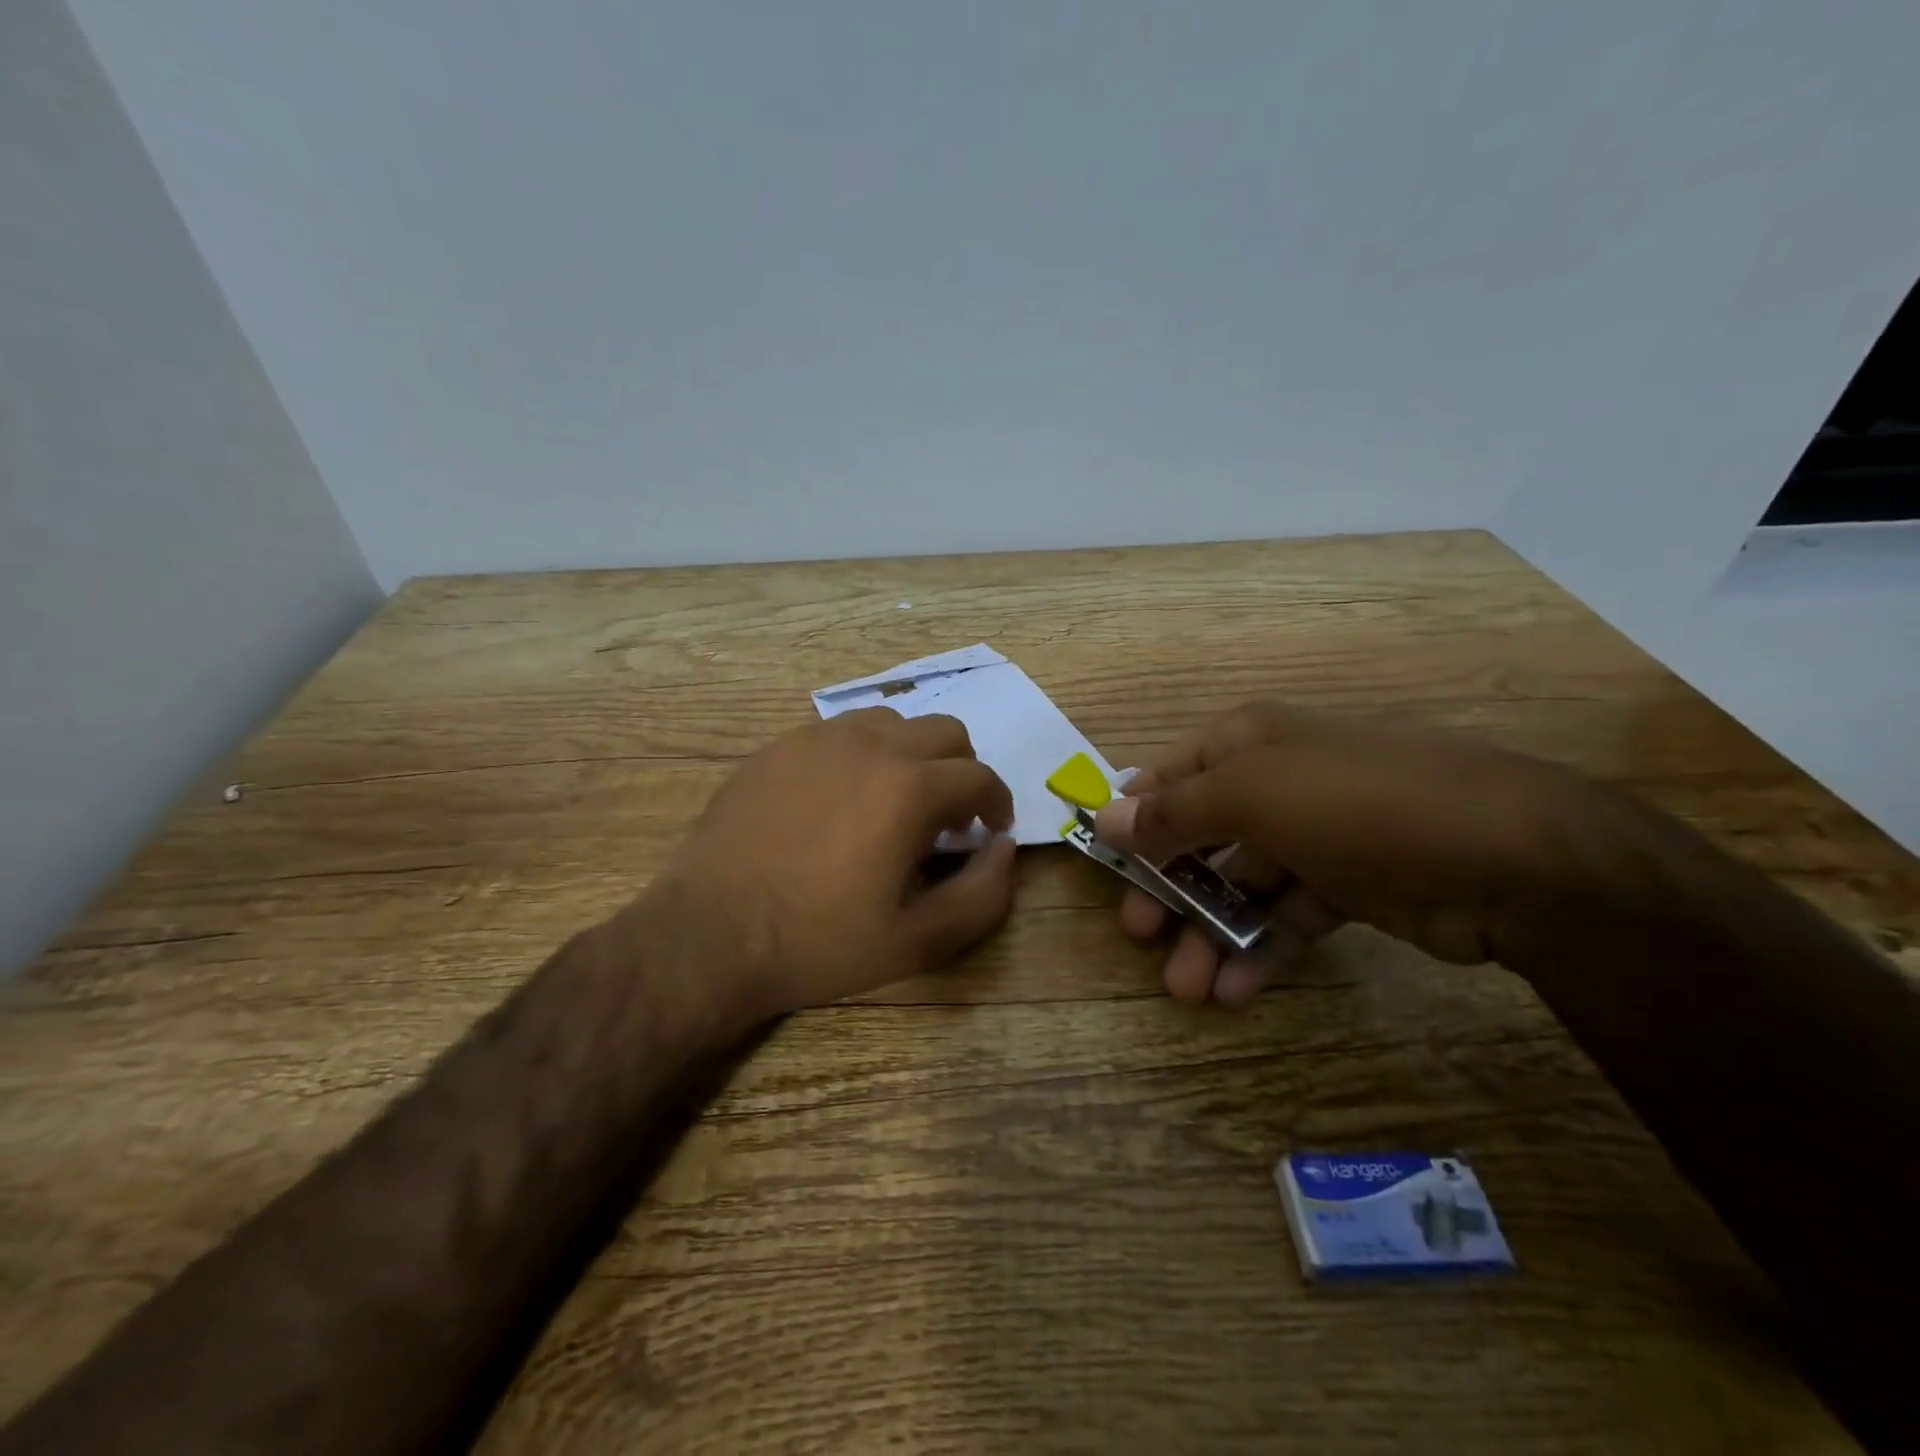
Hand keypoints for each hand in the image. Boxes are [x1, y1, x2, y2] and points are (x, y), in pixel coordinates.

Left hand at [630, 708, 1016, 1023]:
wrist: (710, 934)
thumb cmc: (819, 942)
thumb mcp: (917, 941)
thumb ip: (982, 894)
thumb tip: (1005, 848)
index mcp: (910, 788)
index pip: (979, 776)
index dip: (997, 802)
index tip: (990, 829)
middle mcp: (870, 746)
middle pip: (944, 731)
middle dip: (960, 770)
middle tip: (946, 818)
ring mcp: (818, 739)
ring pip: (891, 722)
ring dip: (911, 755)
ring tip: (894, 802)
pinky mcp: (778, 746)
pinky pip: (839, 732)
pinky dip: (861, 754)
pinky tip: (840, 799)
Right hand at [1093, 701, 1594, 1006]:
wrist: (1507, 855)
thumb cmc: (1352, 802)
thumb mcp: (1248, 794)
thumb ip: (1172, 812)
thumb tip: (1102, 819)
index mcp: (1246, 743)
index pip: (1168, 778)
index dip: (1133, 820)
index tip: (1104, 867)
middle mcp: (1276, 782)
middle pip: (1200, 836)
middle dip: (1168, 888)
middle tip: (1140, 935)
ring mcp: (1316, 836)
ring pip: (1242, 885)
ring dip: (1210, 933)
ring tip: (1186, 989)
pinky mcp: (1351, 886)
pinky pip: (1288, 916)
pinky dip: (1260, 951)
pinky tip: (1234, 991)